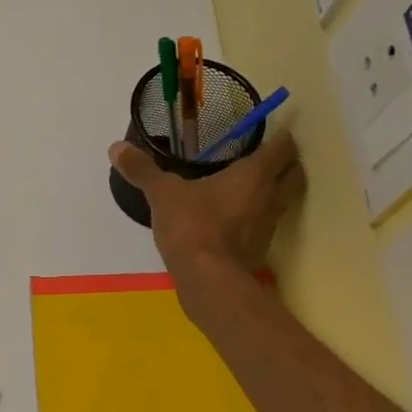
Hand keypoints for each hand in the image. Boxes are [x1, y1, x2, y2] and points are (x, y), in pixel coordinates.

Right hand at [108, 129, 304, 276]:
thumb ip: (142, 170)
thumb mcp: (162, 194)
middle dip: (287, 163)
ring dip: (275, 191)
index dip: (282, 137)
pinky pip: (265, 225)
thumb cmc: (192, 226)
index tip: (273, 131)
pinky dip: (258, 218)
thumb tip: (116, 147)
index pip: (284, 147)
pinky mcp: (260, 250)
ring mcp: (268, 226)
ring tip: (252, 187)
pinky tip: (237, 220)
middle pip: (295, 173)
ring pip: (284, 200)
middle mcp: (270, 196)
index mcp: (255, 174)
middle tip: (267, 157)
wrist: (208, 280)